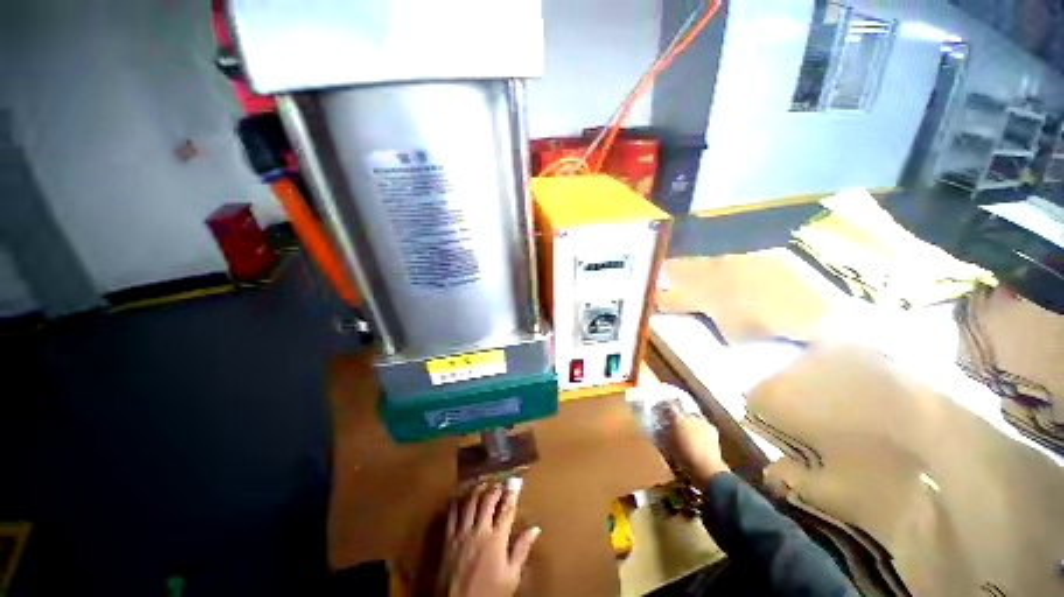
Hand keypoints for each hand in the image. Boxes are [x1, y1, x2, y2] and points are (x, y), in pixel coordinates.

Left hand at [440, 481, 540, 596]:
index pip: (507, 509)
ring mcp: (461, 533)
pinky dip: (456, 503)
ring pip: (469, 503)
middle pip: (488, 501)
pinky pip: (451, 515)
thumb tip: (535, 528)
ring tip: (482, 484)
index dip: (512, 494)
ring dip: (477, 491)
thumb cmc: (489, 593)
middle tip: (500, 483)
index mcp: (497, 539)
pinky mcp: (448, 539)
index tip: (516, 482)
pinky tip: (460, 498)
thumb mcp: (511, 577)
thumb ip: (522, 550)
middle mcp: (479, 530)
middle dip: (495, 489)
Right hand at [658, 404, 729, 485]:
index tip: (660, 411)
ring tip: (686, 428)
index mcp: (677, 418)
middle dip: (677, 414)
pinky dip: (699, 426)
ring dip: (689, 420)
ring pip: (693, 415)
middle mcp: (690, 415)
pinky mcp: (712, 428)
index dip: (664, 408)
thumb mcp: (667, 443)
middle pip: (681, 410)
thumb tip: (661, 423)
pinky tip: (698, 435)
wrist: (706, 467)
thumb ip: (664, 430)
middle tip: (674, 421)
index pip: (668, 406)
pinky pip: (703, 423)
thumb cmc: (682, 456)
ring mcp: (702, 421)